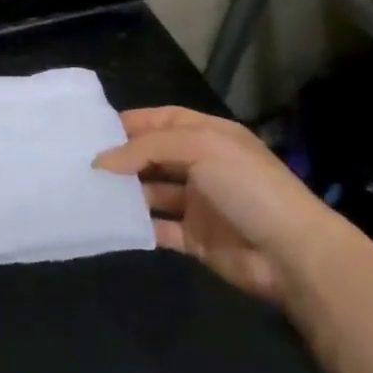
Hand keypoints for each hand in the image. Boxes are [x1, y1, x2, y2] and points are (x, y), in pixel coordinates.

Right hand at [94, 106, 340, 304]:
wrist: (291, 253)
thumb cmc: (247, 186)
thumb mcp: (200, 148)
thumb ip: (148, 148)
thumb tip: (101, 161)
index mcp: (210, 135)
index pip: (164, 120)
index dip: (132, 122)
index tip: (93, 129)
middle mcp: (203, 165)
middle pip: (154, 155)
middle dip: (123, 157)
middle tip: (81, 162)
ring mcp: (199, 203)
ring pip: (152, 192)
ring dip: (125, 192)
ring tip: (86, 191)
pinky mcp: (195, 238)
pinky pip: (158, 227)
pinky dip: (136, 225)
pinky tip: (108, 222)